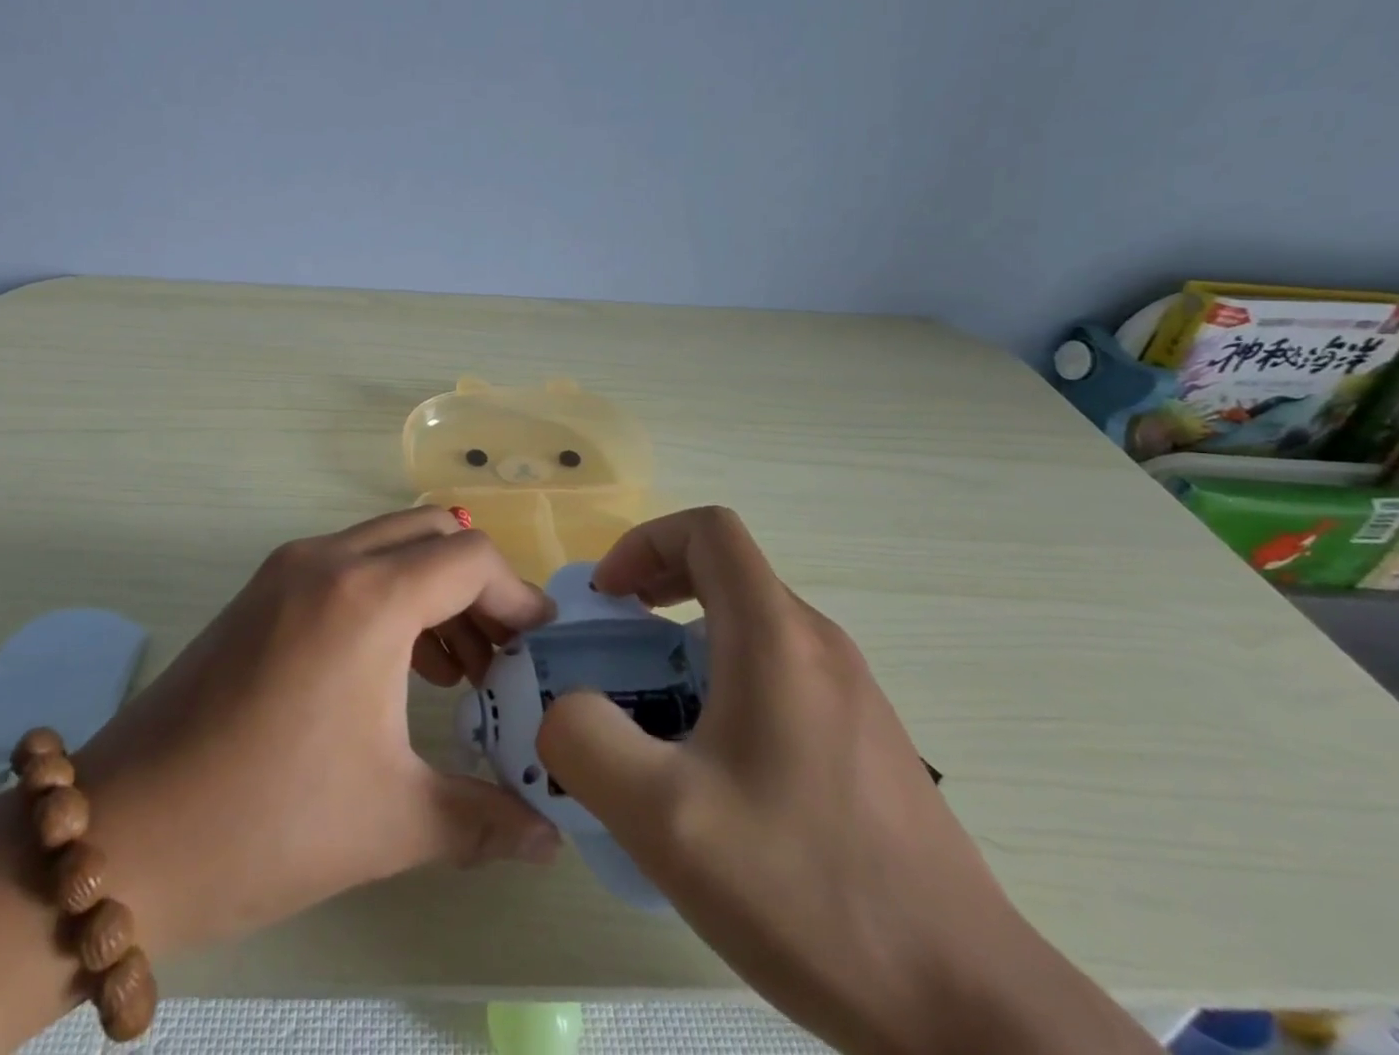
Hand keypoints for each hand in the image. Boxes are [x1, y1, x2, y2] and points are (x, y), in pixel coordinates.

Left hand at [76, 506, 561, 958]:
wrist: (124, 834)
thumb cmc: (266, 823)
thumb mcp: (391, 822)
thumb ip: (486, 821)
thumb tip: (550, 839)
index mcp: (367, 598)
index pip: (470, 558)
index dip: (516, 597)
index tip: (538, 648)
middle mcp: (329, 559)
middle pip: (433, 533)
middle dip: (478, 585)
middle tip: (500, 655)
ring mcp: (288, 567)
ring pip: (389, 542)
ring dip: (433, 587)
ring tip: (456, 668)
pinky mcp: (263, 588)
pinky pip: (350, 563)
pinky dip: (389, 592)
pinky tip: (397, 664)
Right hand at [536, 507, 1159, 1054]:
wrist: (970, 1013)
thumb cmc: (810, 892)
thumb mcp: (664, 820)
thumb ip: (586, 742)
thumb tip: (566, 709)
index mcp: (776, 637)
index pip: (708, 530)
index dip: (645, 543)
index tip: (609, 597)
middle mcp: (819, 645)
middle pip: (727, 572)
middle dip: (657, 592)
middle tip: (616, 649)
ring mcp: (852, 692)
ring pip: (752, 625)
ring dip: (688, 641)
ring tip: (655, 714)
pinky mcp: (866, 739)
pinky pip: (779, 674)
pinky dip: (726, 681)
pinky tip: (714, 769)